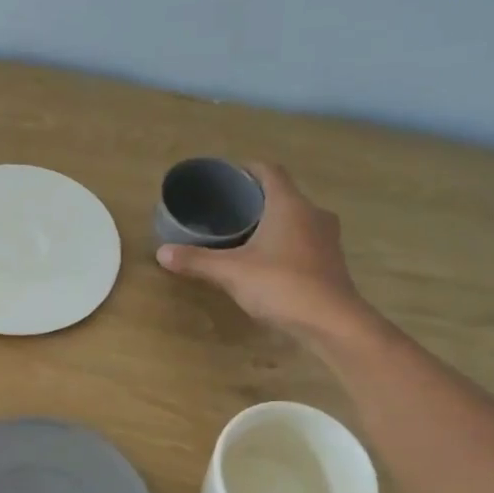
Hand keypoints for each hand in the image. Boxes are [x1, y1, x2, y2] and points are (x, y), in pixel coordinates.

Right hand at [155, 163, 373, 341]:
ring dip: (273, 222)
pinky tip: (267, 260)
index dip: (248, 169)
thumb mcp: (231, 272)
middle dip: (256, 199)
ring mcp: (326, 238)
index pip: (270, 171)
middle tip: (228, 210)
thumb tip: (161, 252)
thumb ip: (196, 260)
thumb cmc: (281, 285)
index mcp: (289, 204)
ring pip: (296, 218)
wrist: (332, 323)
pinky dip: (285, 242)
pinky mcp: (331, 261)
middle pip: (283, 194)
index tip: (227, 178)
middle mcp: (312, 213)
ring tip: (244, 235)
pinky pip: (304, 240)